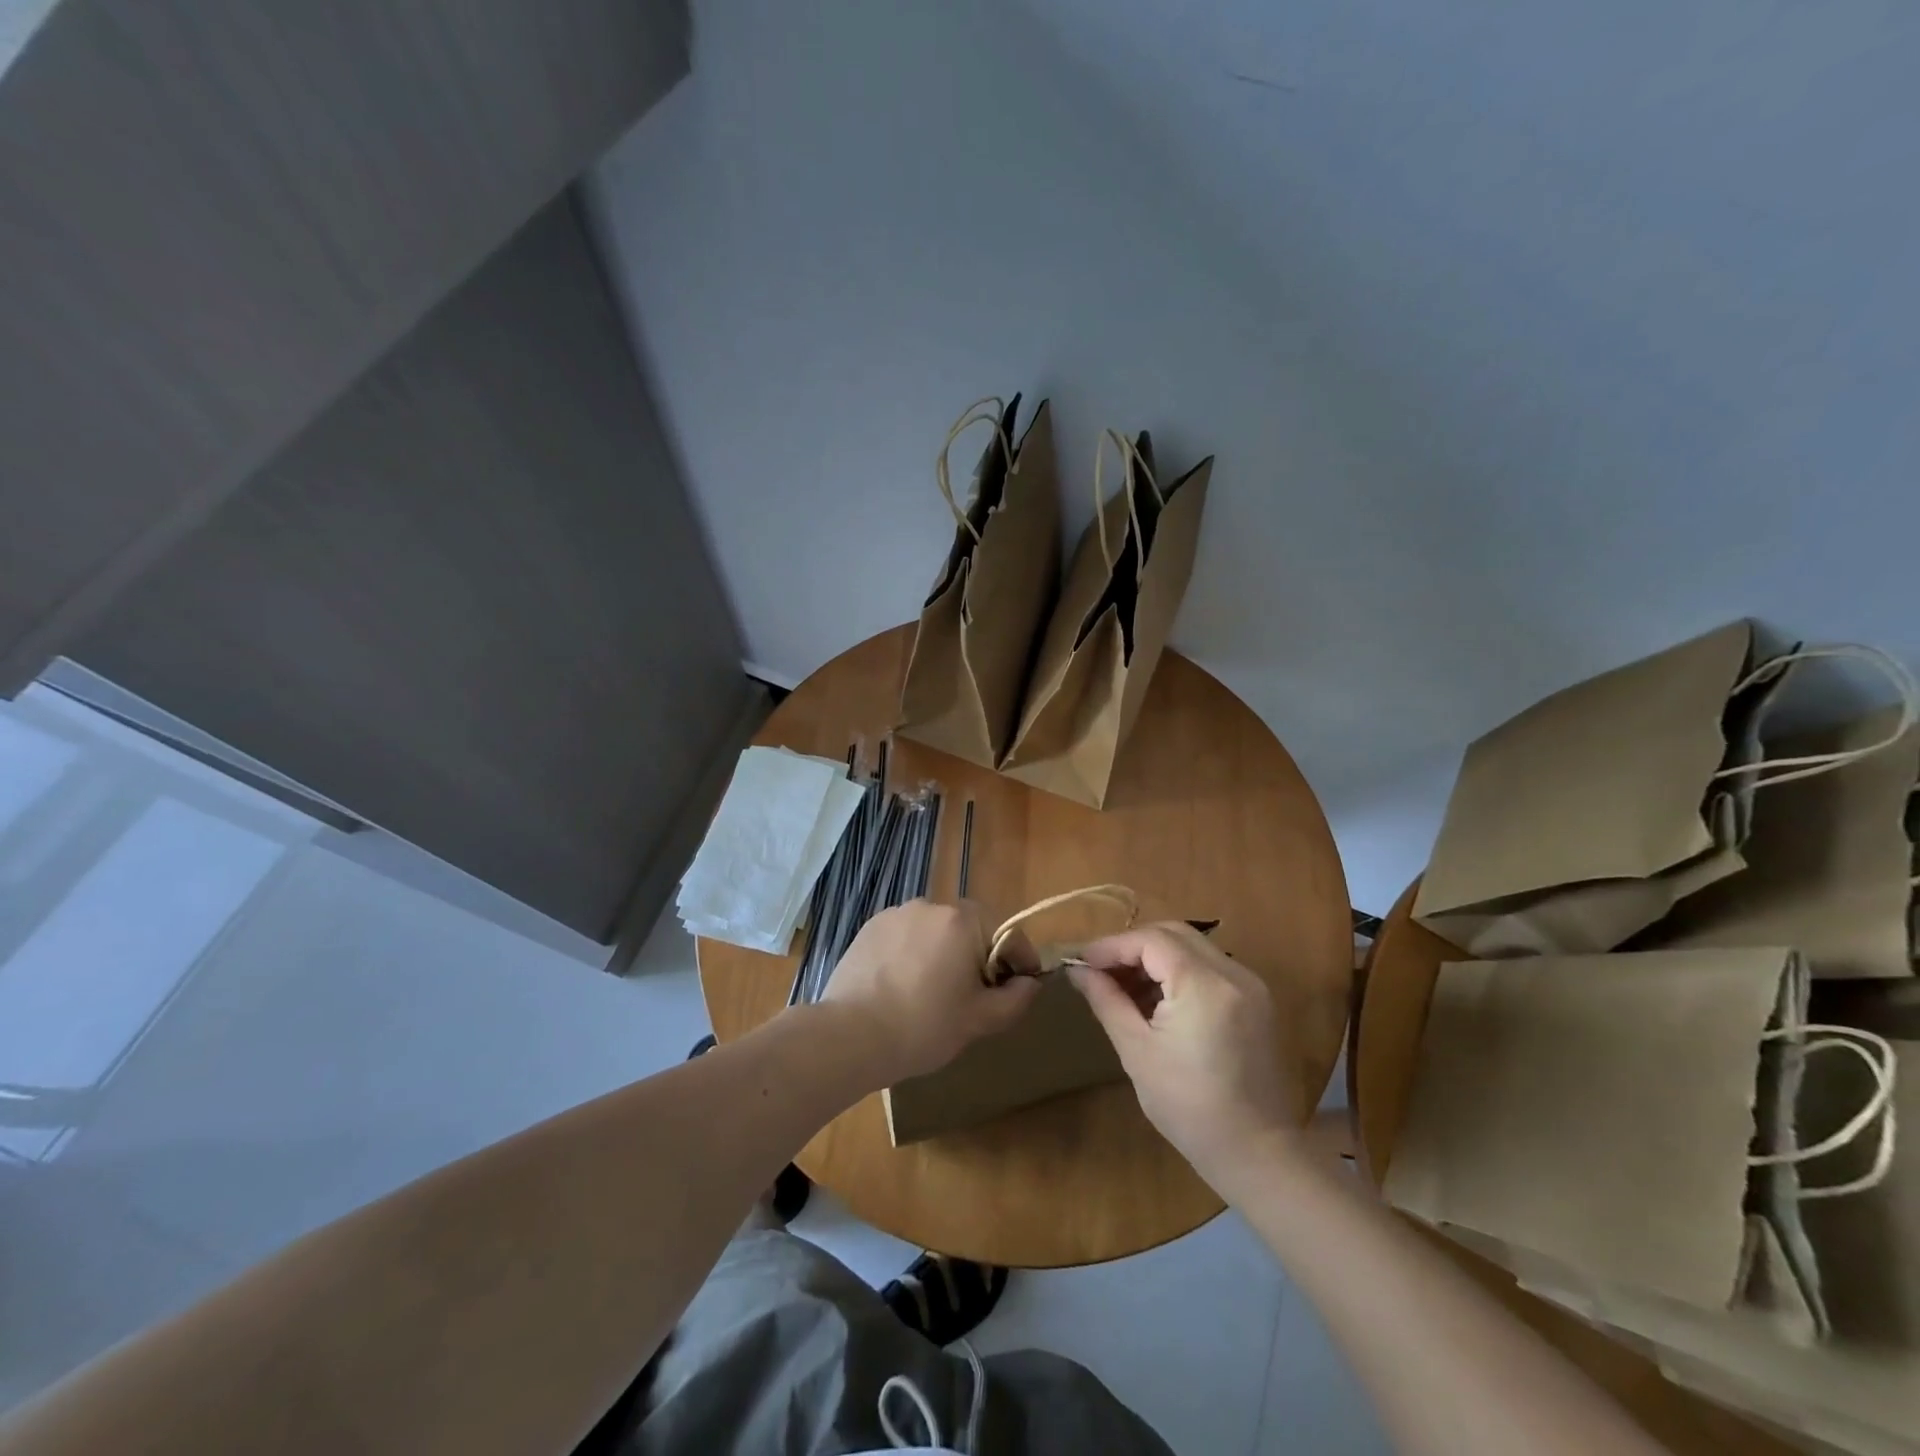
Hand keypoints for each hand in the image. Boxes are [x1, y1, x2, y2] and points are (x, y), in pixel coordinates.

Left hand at [822, 900, 1039, 1085]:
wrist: (851, 1035)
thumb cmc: (925, 1026)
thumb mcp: (980, 1020)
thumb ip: (1015, 998)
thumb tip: (1030, 982)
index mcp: (963, 921)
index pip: (1008, 934)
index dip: (1019, 962)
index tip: (1018, 990)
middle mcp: (931, 905)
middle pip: (970, 929)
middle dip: (978, 958)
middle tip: (973, 998)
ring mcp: (896, 914)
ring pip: (935, 933)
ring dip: (943, 954)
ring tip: (932, 994)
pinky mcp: (870, 928)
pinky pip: (905, 937)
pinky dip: (912, 955)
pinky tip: (901, 987)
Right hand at [1068, 923, 1302, 1182]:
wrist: (1257, 1153)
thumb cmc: (1188, 1107)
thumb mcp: (1137, 1051)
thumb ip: (1106, 1000)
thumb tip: (1078, 971)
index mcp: (1204, 985)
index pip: (1150, 940)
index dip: (1112, 946)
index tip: (1082, 963)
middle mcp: (1233, 973)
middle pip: (1173, 933)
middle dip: (1133, 946)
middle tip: (1101, 971)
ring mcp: (1251, 984)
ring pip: (1193, 946)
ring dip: (1156, 957)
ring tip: (1124, 987)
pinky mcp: (1257, 1000)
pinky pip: (1210, 967)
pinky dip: (1180, 971)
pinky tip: (1158, 999)